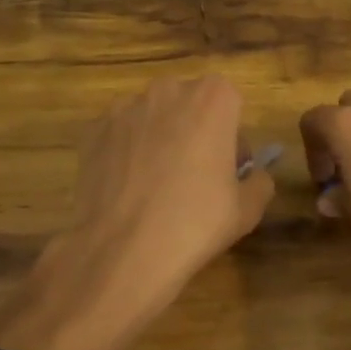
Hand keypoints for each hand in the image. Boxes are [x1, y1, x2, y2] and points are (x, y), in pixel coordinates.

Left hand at [0, 77, 273, 349]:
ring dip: (162, 144)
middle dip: (197, 136)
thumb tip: (251, 174)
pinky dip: (128, 155)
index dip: (230, 138)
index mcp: (213, 100)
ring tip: (155, 194)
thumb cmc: (191, 230)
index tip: (224, 174)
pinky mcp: (93, 133)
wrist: (114, 259)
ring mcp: (125, 109)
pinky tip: (125, 195)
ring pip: (155, 119)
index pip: (231, 102)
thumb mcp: (243, 211)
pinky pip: (123, 136)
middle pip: (192, 106)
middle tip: (193, 185)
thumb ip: (257, 182)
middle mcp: (168, 91)